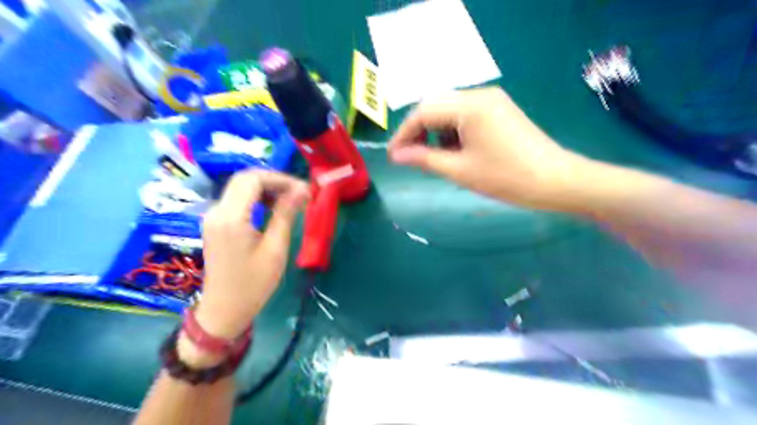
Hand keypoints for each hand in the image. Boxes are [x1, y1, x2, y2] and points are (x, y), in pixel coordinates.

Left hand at [192, 171, 308, 339]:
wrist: (224, 310)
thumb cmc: (253, 284)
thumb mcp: (275, 249)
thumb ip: (286, 215)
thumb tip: (302, 190)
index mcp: (230, 218)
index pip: (253, 179)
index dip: (280, 179)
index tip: (303, 189)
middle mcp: (216, 211)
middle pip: (245, 179)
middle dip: (275, 181)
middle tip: (300, 193)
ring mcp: (213, 217)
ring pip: (241, 188)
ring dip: (267, 189)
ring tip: (292, 200)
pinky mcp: (216, 224)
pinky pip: (237, 200)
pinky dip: (257, 198)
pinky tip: (274, 209)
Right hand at [390, 87, 596, 210]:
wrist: (556, 181)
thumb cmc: (507, 178)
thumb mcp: (460, 171)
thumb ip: (424, 159)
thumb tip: (397, 155)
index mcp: (470, 106)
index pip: (423, 112)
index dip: (403, 134)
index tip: (393, 157)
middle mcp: (480, 95)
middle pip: (435, 106)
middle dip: (418, 132)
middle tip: (410, 157)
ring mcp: (492, 101)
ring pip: (449, 110)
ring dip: (435, 131)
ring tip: (435, 158)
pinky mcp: (499, 110)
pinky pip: (465, 115)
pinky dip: (452, 131)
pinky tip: (455, 151)